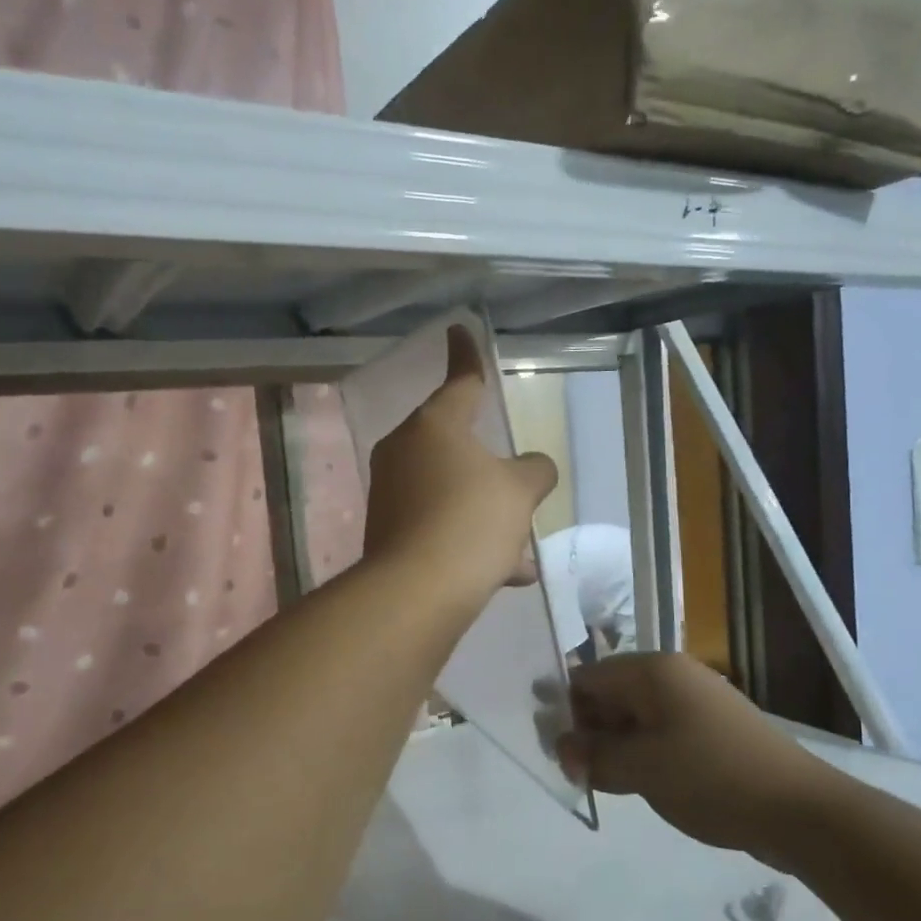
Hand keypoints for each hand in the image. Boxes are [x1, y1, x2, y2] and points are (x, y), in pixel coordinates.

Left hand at [361, 325, 557, 610]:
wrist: (417, 590)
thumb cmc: (472, 521)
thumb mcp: (519, 491)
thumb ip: (534, 470)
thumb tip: (534, 468)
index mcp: (434, 426)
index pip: (459, 381)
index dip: (466, 355)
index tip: (459, 330)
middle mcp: (404, 452)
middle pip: (455, 446)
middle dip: (489, 470)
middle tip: (516, 485)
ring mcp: (390, 493)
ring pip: (450, 493)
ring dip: (485, 516)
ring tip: (520, 549)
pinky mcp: (386, 532)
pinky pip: (437, 525)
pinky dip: (467, 541)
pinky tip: (503, 573)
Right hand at [557, 653, 833, 858]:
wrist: (799, 810)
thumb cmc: (711, 777)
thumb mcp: (641, 768)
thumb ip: (594, 756)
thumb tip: (563, 748)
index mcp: (652, 671)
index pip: (588, 677)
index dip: (564, 710)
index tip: (550, 748)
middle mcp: (672, 676)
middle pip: (610, 693)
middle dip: (588, 729)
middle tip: (575, 771)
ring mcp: (695, 701)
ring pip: (635, 715)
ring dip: (613, 744)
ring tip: (603, 781)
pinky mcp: (711, 729)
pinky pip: (660, 731)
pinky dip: (642, 752)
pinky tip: (637, 781)